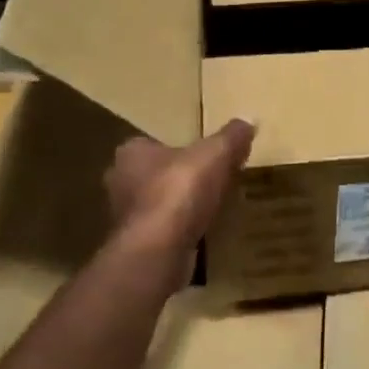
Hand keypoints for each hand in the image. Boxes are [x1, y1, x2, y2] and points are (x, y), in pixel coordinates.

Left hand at [103, 119, 255, 258]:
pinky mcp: (135, 245)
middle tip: (208, 182)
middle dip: (176, 178)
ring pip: (155, 204)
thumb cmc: (181, 190)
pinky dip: (177, 232)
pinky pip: (160, 232)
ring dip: (177, 207)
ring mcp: (124, 217)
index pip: (152, 143)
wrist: (159, 248)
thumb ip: (231, 136)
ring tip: (208, 208)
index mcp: (131, 153)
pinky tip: (200, 234)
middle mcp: (120, 182)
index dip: (178, 149)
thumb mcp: (216, 153)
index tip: (201, 157)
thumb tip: (248, 120)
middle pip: (153, 174)